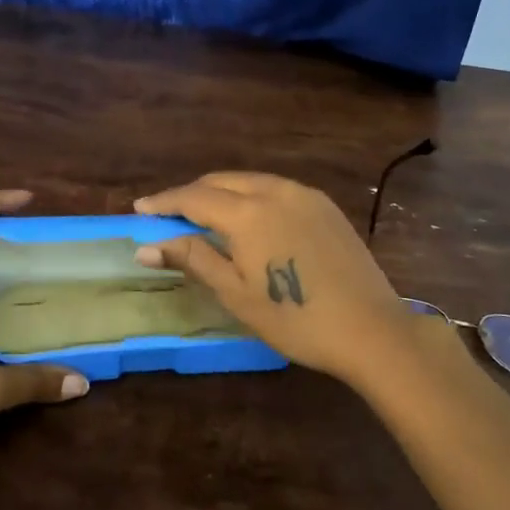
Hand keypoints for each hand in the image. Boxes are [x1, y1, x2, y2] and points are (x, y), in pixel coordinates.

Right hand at [132, 173, 417, 389]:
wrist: (370, 328)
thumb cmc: (295, 319)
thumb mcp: (236, 294)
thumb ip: (193, 259)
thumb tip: (147, 247)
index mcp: (248, 213)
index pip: (194, 197)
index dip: (164, 202)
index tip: (139, 208)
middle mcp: (274, 191)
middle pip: (221, 181)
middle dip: (191, 194)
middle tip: (169, 215)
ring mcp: (304, 194)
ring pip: (250, 181)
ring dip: (222, 192)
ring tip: (204, 215)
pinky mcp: (324, 205)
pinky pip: (276, 189)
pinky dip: (252, 196)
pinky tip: (249, 218)